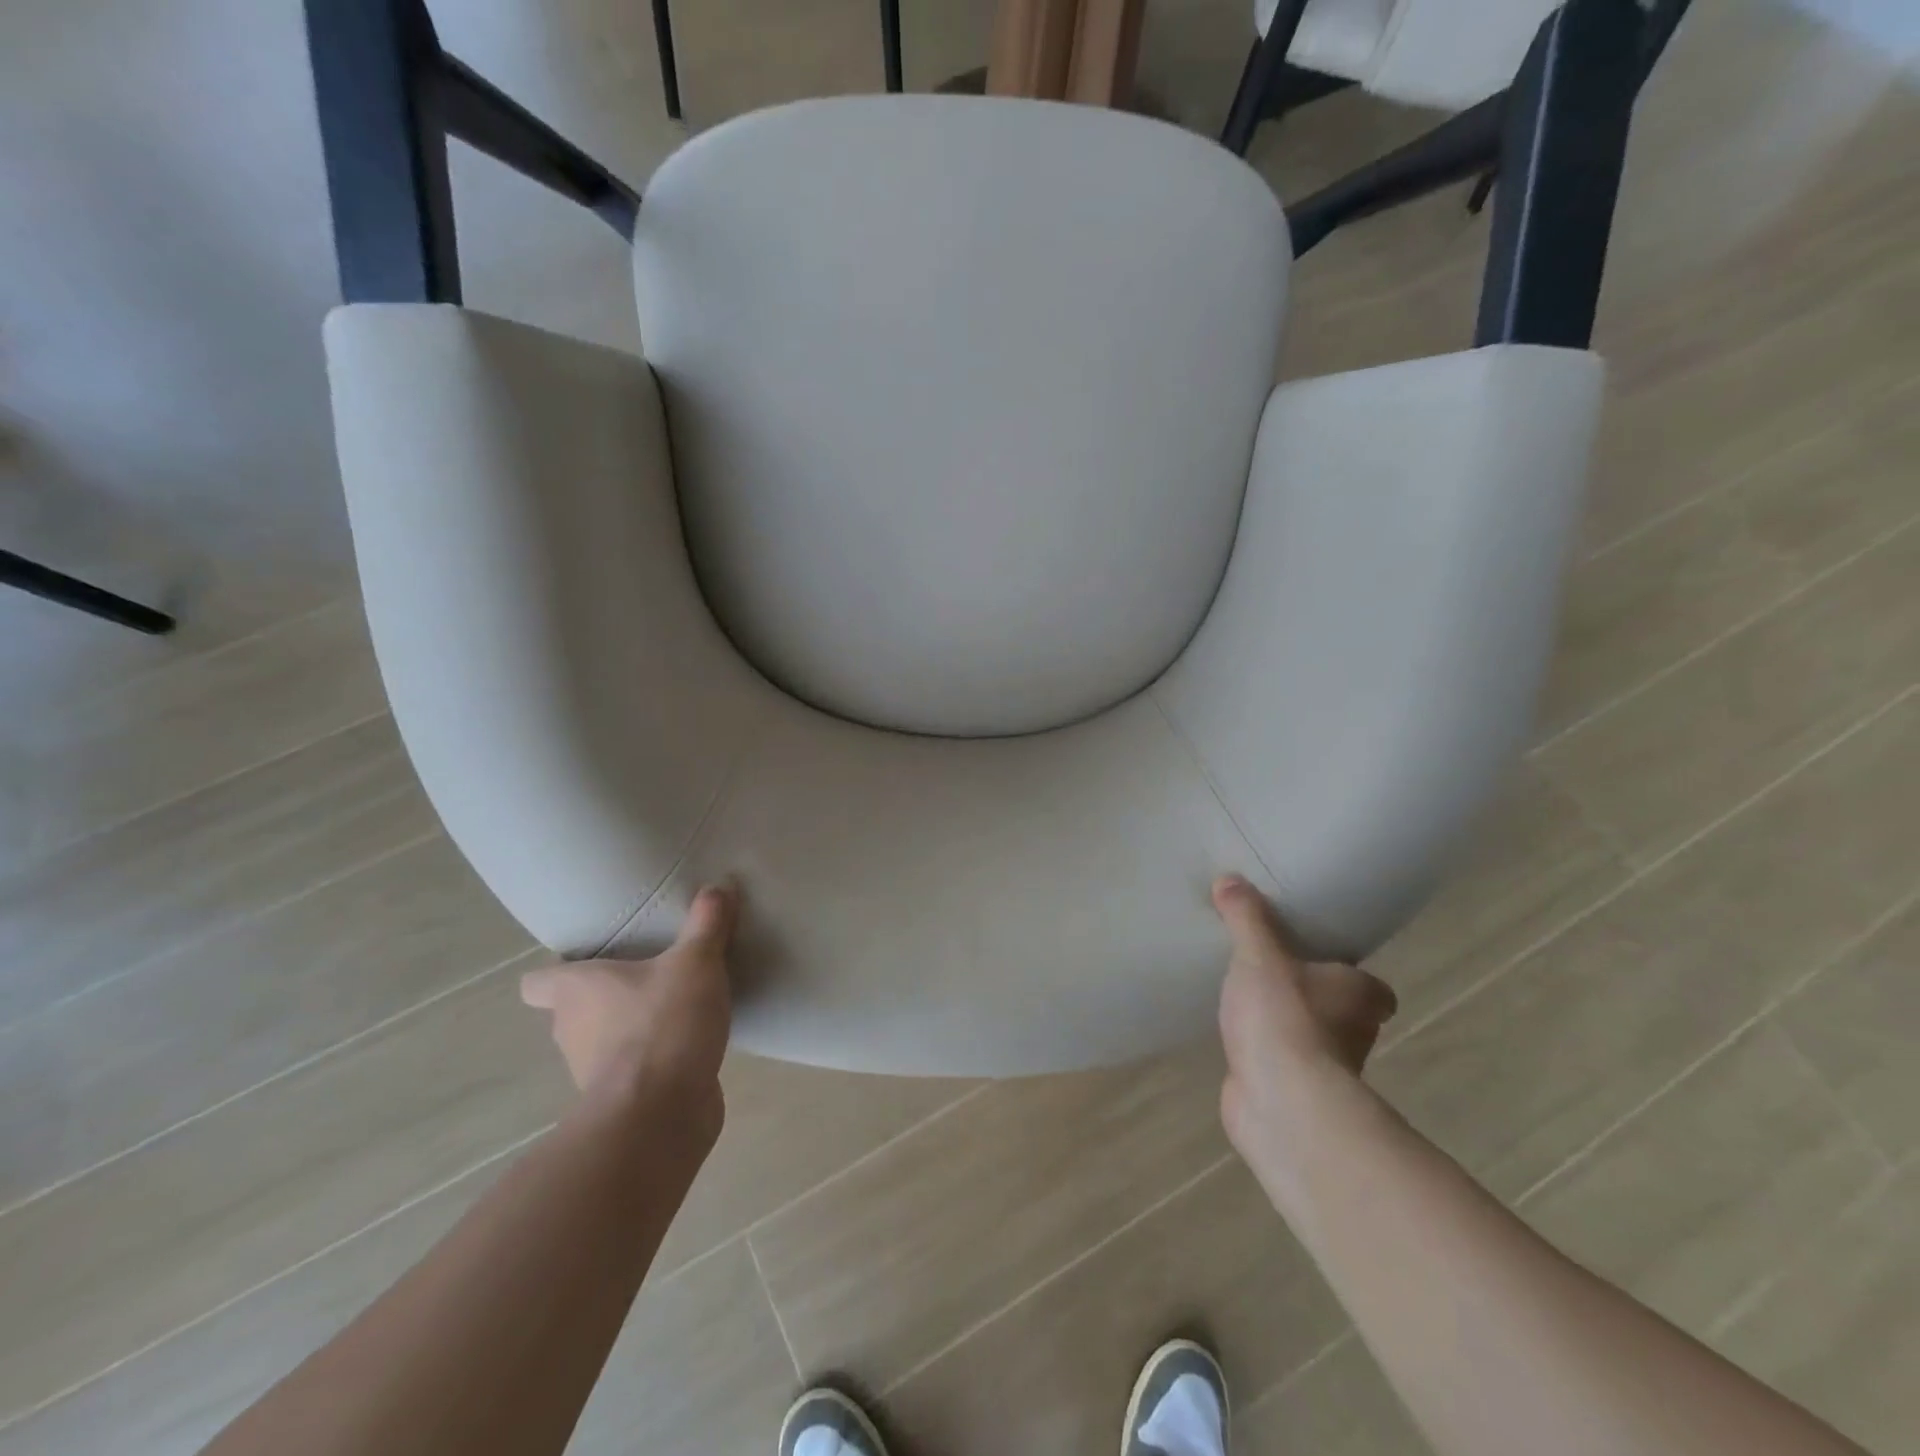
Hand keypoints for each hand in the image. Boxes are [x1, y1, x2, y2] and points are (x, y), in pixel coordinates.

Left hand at [520, 883, 737, 1136]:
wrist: (662, 1113)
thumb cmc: (663, 1024)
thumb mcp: (696, 961)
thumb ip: (707, 923)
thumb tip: (718, 886)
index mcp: (576, 990)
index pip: (537, 981)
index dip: (558, 970)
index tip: (593, 958)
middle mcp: (572, 1029)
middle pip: (573, 1009)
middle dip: (605, 995)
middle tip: (647, 974)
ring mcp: (593, 1070)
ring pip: (603, 1040)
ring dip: (630, 1027)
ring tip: (674, 1006)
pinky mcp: (622, 1099)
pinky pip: (634, 1069)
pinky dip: (653, 1058)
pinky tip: (688, 1042)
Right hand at [1213, 874, 1396, 1161]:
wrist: (1281, 1103)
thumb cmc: (1284, 1018)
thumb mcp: (1258, 955)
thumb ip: (1246, 917)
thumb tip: (1230, 878)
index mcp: (1358, 993)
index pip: (1371, 985)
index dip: (1350, 974)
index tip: (1320, 960)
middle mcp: (1353, 1032)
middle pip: (1342, 1010)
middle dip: (1315, 997)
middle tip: (1275, 973)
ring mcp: (1326, 1069)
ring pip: (1311, 1039)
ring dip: (1288, 1027)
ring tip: (1248, 1001)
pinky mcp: (1295, 1094)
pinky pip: (1280, 1063)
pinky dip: (1265, 1054)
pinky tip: (1237, 1038)